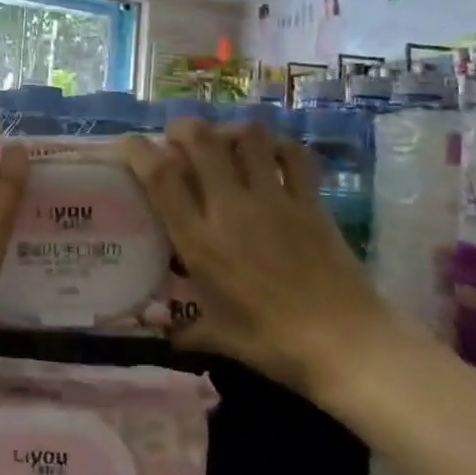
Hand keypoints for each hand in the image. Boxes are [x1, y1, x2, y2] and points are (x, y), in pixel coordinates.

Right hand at [124, 120, 387, 395]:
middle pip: (201, 140)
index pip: (161, 176)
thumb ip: (184, 329)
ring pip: (248, 136)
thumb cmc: (273, 344)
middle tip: (177, 138)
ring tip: (224, 142)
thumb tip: (163, 333)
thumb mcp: (218, 336)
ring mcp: (275, 200)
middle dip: (182, 128)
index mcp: (200, 241)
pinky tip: (271, 154)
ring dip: (230, 130)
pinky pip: (295, 155)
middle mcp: (232, 209)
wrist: (347, 346)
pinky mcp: (311, 202)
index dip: (138, 151)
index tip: (129, 146)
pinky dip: (279, 145)